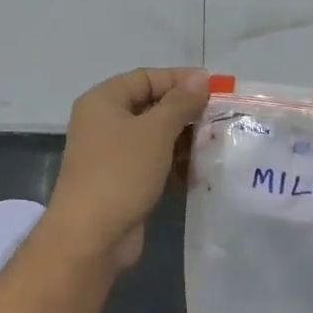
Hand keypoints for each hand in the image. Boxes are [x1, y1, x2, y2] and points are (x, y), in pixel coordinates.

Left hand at [45, 67, 210, 269]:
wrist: (91, 236)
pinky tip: (200, 172)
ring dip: (184, 140)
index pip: (146, 78)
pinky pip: (153, 163)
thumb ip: (180, 102)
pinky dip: (174, 164)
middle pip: (151, 107)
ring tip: (216, 145)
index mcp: (103, 101)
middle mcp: (103, 123)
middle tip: (220, 119)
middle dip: (185, 112)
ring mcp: (111, 154)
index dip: (180, 79)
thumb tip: (201, 77)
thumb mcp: (155, 131)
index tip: (215, 87)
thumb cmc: (121, 172)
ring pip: (154, 137)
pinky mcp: (122, 182)